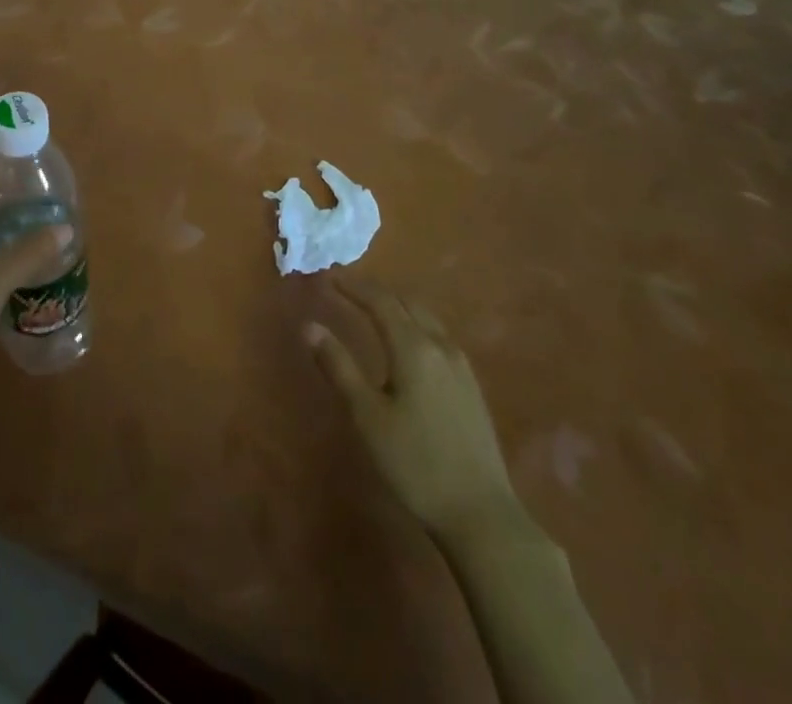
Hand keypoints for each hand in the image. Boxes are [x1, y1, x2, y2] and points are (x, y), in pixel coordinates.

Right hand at [307, 280, 518, 535]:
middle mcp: (440, 345)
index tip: (327, 276)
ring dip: (396, 305)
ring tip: (371, 308)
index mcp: (413, 347)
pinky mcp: (470, 386)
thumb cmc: (415, 463)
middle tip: (345, 288)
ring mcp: (460, 365)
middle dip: (374, 291)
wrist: (482, 515)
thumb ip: (338, 366)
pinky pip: (437, 335)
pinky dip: (414, 323)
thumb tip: (309, 326)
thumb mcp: (367, 416)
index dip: (352, 285)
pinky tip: (406, 343)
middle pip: (405, 302)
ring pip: (425, 317)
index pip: (379, 300)